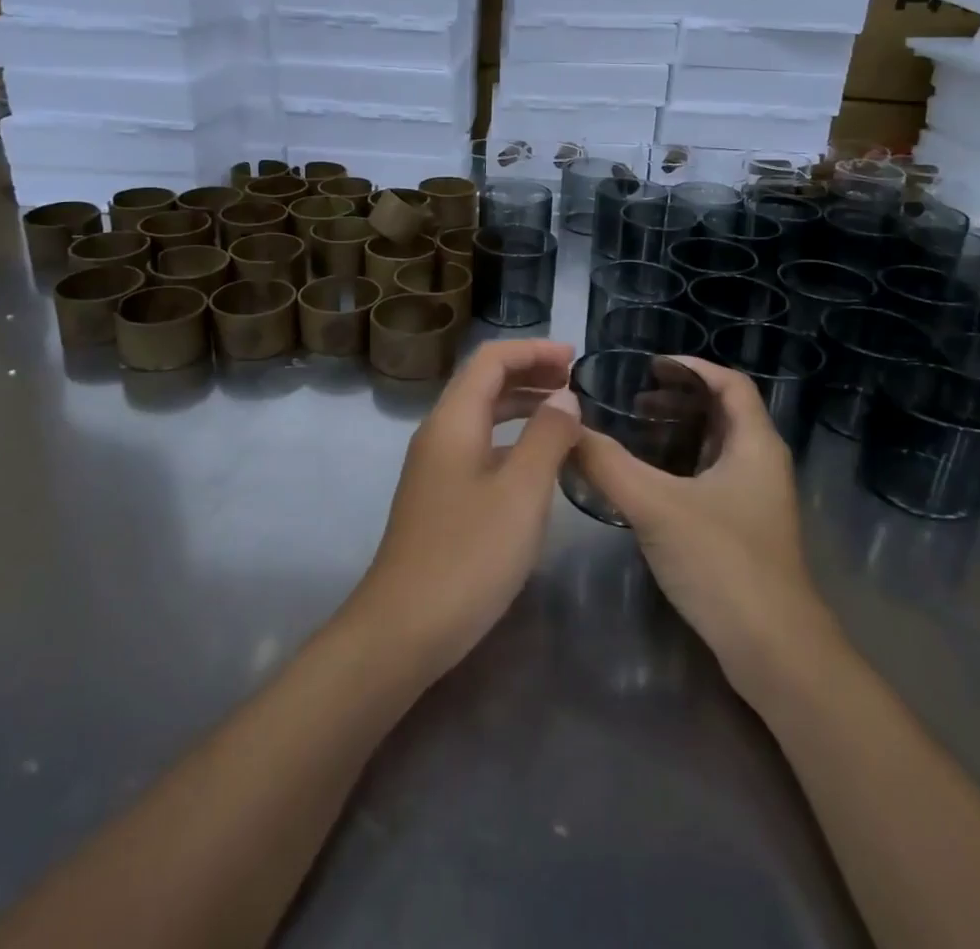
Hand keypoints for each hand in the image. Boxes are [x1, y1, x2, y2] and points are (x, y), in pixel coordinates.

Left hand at [350, 339, 581, 677]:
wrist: (404, 629)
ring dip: (521, 405)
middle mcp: (439, 433)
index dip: (533, 350)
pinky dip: (511, 439)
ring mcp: (435, 467)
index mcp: (453, 420)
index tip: (575, 357)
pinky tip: (537, 461)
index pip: (491, 359)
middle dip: (529, 372)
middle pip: (483, 382)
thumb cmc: (468, 555)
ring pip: (481, 416)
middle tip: (576, 382)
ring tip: (565, 413)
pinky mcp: (440, 497)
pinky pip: (479, 447)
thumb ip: (546, 437)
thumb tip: (564, 397)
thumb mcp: (521, 492)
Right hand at [574, 358, 839, 697]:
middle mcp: (762, 464)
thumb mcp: (656, 506)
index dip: (693, 367)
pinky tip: (649, 483)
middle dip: (680, 399)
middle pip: (724, 412)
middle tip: (634, 400)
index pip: (730, 383)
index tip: (651, 365)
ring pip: (717, 448)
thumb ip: (607, 465)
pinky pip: (712, 478)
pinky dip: (682, 466)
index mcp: (755, 445)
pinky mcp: (745, 531)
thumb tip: (566, 430)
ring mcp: (757, 501)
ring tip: (637, 432)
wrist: (774, 652)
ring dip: (680, 432)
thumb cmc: (723, 563)